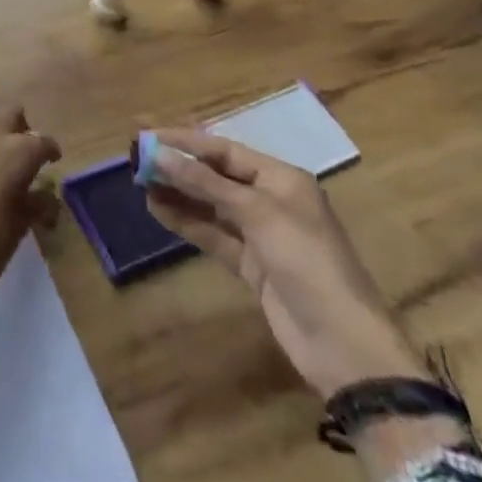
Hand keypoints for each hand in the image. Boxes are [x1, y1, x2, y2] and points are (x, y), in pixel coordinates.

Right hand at [143, 129, 427, 400]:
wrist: (343, 343)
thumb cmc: (306, 261)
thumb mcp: (257, 213)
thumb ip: (206, 184)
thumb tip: (160, 155)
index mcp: (282, 179)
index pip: (225, 151)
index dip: (186, 142)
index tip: (148, 137)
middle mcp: (271, 200)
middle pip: (217, 176)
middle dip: (180, 167)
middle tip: (138, 161)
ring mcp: (261, 235)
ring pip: (211, 206)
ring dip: (179, 194)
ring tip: (141, 184)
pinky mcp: (252, 266)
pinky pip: (213, 236)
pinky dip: (187, 223)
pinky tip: (159, 211)